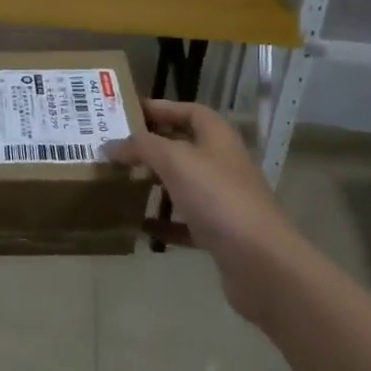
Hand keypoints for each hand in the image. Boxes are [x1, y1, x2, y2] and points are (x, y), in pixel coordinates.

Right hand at [105, 99, 303, 326]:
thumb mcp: (175, 161)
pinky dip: (164, 223)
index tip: (127, 111)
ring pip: (183, 184)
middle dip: (152, 146)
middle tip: (116, 148)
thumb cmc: (218, 198)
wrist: (261, 262)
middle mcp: (223, 164)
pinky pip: (185, 223)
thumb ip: (141, 147)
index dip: (161, 108)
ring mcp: (223, 200)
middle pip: (184, 147)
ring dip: (155, 183)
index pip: (189, 111)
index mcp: (218, 138)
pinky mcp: (220, 234)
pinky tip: (140, 225)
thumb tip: (110, 145)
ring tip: (122, 182)